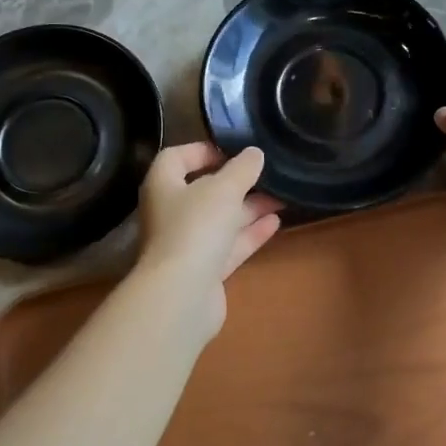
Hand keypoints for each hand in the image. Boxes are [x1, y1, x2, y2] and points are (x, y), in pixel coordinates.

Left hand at [135, 142, 283, 335]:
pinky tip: (276, 222)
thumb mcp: (224, 189)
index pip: (176, 158)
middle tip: (267, 174)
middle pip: (203, 190)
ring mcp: (187, 244)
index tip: (233, 150)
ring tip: (282, 196)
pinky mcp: (204, 270)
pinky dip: (250, 233)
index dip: (202, 150)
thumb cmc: (196, 227)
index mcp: (163, 186)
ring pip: (220, 220)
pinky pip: (229, 245)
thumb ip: (242, 168)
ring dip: (249, 207)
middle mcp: (170, 213)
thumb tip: (254, 153)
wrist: (182, 295)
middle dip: (236, 182)